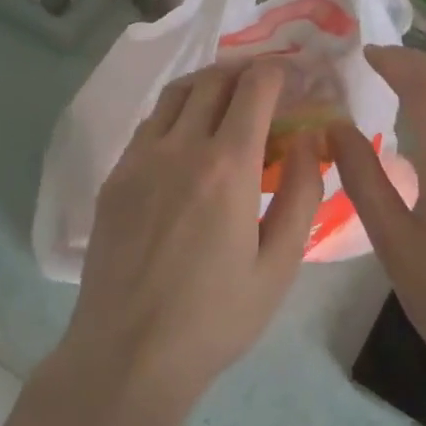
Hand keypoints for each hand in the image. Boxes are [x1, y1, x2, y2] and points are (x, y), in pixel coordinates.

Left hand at [54, 61, 323, 425]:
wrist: (127, 353)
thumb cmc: (214, 318)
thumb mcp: (278, 266)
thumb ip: (301, 195)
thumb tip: (310, 140)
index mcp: (227, 166)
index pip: (255, 87)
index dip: (278, 71)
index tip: (293, 76)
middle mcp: (180, 146)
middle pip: (213, 79)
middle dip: (245, 71)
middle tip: (264, 86)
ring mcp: (140, 158)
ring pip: (176, 93)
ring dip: (207, 85)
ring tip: (227, 101)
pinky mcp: (115, 176)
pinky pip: (150, 123)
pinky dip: (176, 113)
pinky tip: (187, 140)